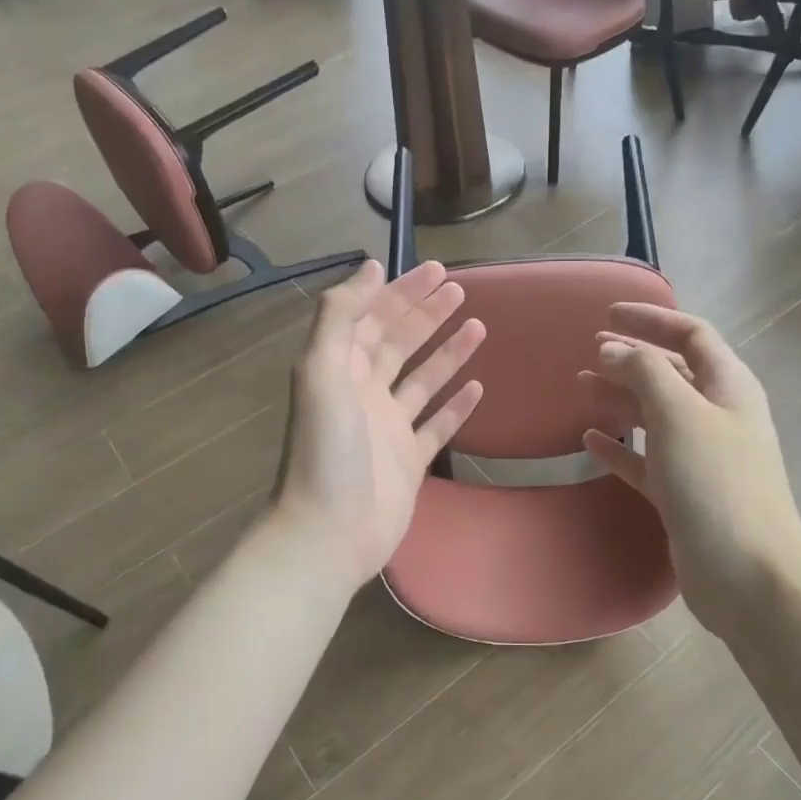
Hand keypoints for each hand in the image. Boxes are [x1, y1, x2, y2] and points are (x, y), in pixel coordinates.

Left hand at [270, 259, 485, 588]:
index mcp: (339, 369)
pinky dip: (456, 405)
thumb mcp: (321, 371)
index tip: (435, 271)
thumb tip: (370, 268)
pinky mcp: (411, 460)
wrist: (331, 531)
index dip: (401, 293)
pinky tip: (478, 386)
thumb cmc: (327, 448)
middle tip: (460, 290)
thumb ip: (339, 316)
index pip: (372, 318)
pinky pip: (438, 425)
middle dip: (426, 315)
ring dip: (447, 352)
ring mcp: (389, 428)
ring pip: (423, 380)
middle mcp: (364, 393)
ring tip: (478, 326)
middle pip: (399, 344)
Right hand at [580, 305, 800, 639]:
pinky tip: (591, 439)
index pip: (692, 335)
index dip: (652, 320)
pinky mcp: (682, 494)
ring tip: (581, 386)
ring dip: (620, 397)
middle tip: (589, 350)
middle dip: (631, 357)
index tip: (608, 314)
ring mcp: (700, 458)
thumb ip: (644, 372)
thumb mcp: (680, 414)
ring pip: (655, 415)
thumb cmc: (717, 483)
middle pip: (672, 373)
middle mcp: (717, 416)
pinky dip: (620, 446)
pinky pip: (646, 459)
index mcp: (728, 387)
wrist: (748, 576)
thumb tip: (610, 348)